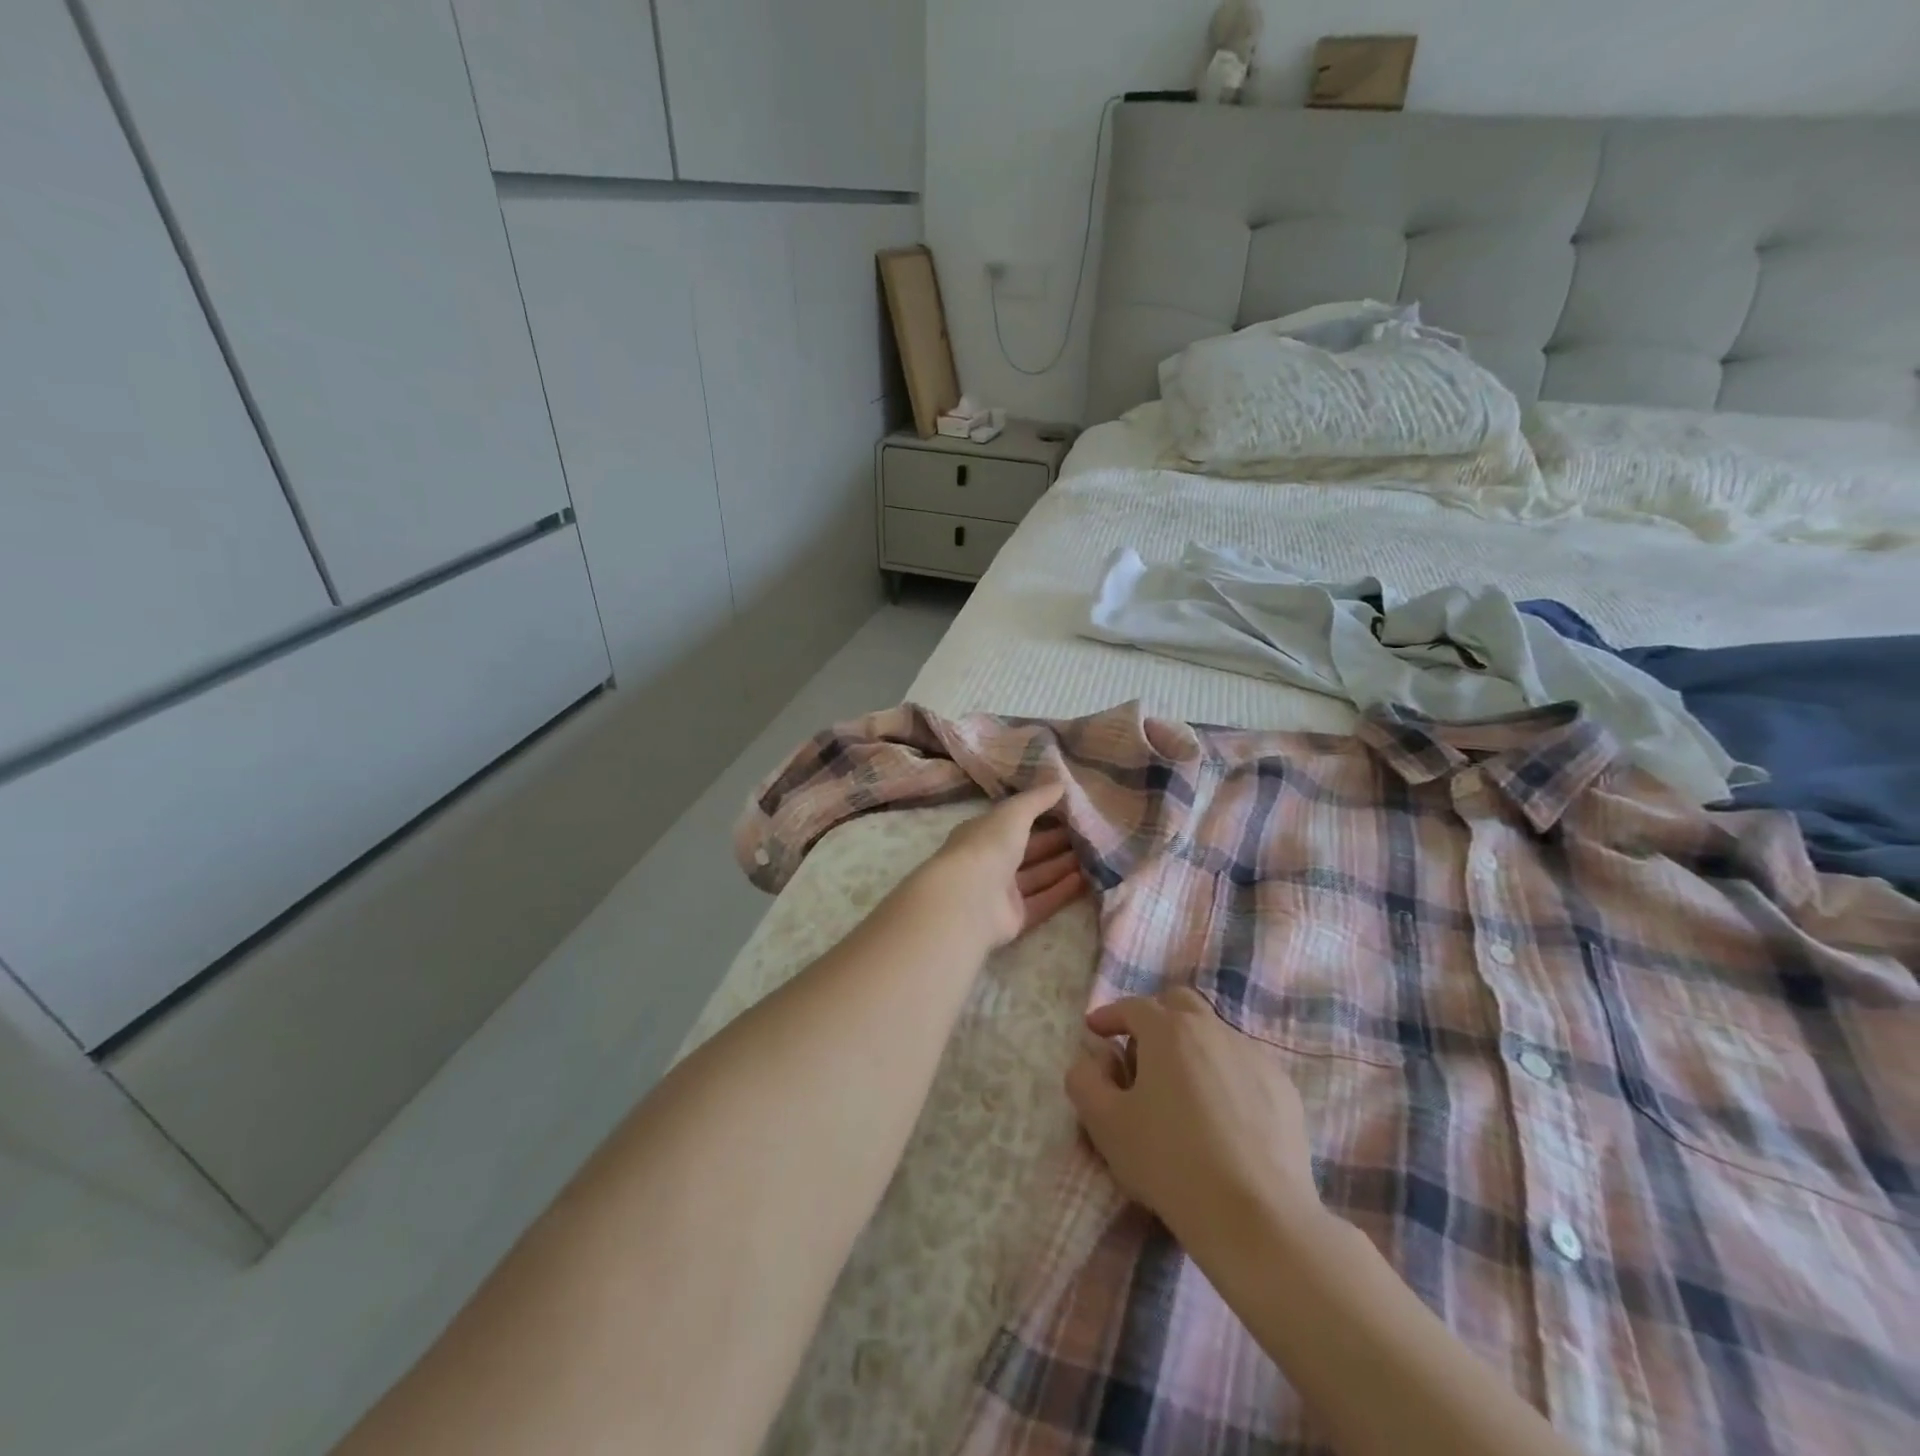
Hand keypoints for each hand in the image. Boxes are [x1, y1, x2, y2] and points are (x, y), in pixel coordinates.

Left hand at [916, 781, 1086, 948]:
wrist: (968, 900)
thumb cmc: (987, 846)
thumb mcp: (1014, 813)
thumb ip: (1037, 799)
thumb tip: (1061, 783)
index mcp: (983, 834)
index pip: (1014, 822)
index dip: (1040, 815)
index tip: (1071, 811)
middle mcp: (990, 862)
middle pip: (1029, 851)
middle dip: (1057, 842)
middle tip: (1091, 834)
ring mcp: (1000, 892)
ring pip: (1038, 876)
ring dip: (1064, 866)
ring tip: (1096, 855)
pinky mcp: (1014, 918)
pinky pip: (1042, 901)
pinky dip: (1062, 891)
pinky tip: (1087, 880)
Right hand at [1065, 989, 1325, 1249]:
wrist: (1256, 1216)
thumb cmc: (1169, 1162)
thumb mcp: (1105, 1124)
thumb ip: (1084, 1080)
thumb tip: (1093, 1060)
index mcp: (1169, 1030)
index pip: (1132, 1007)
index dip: (1109, 1016)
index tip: (1095, 1031)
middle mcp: (1213, 1030)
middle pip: (1179, 1004)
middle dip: (1154, 1019)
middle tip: (1140, 1054)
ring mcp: (1254, 1056)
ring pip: (1214, 1034)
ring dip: (1190, 1048)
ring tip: (1181, 1092)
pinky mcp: (1283, 1089)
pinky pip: (1242, 1066)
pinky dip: (1224, 1075)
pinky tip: (1220, 1116)